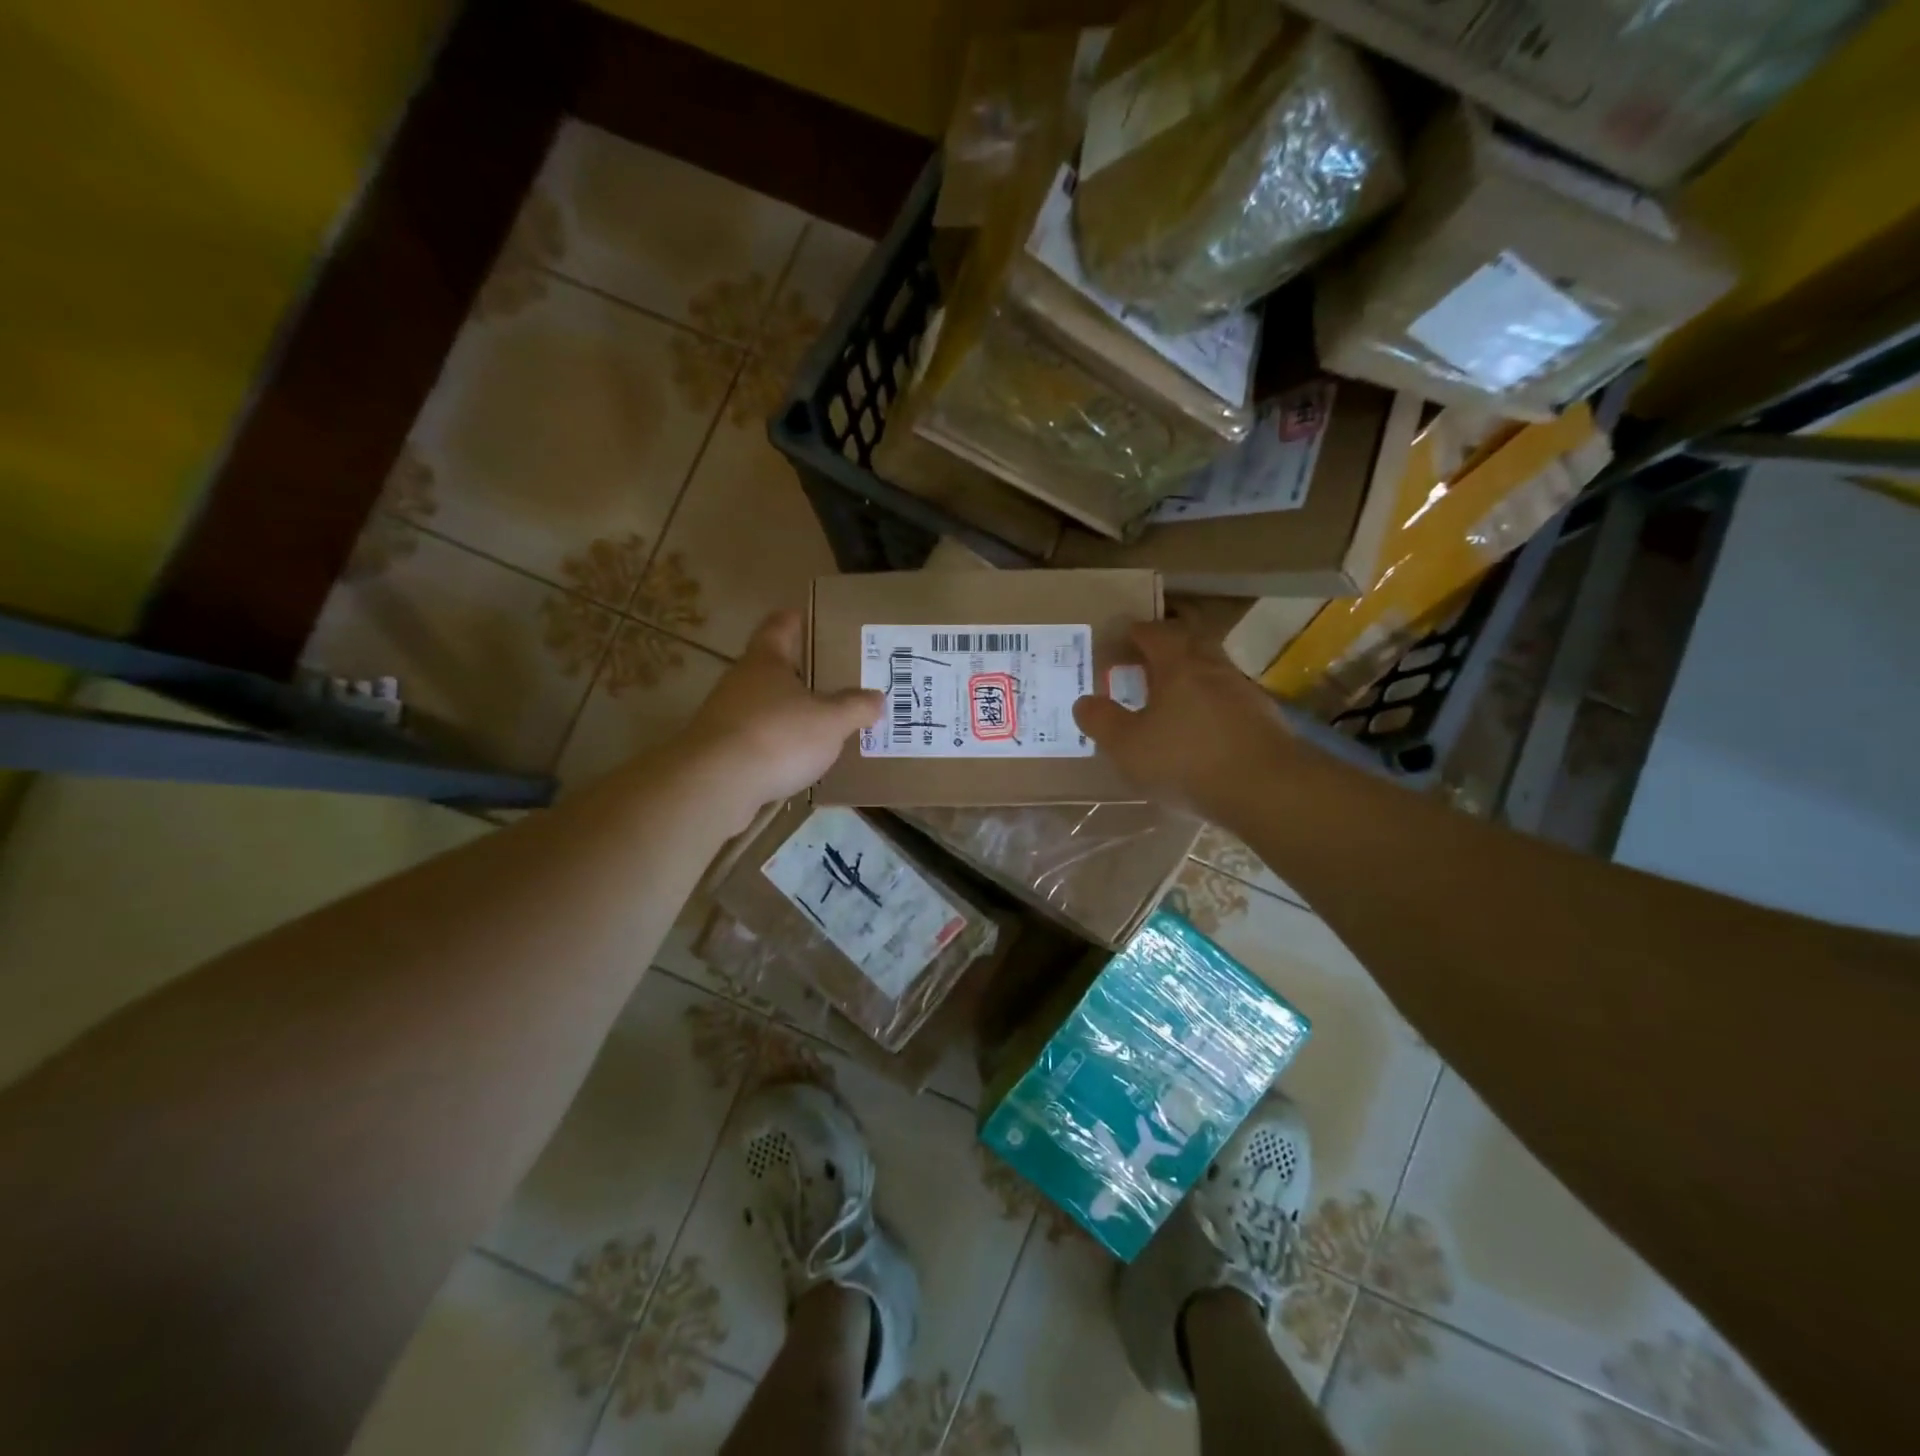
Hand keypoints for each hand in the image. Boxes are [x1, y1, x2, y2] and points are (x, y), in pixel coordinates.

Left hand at [681, 609, 882, 823]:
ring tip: (820, 725)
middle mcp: (740, 680)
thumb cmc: (778, 736)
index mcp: (766, 660)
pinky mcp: (719, 749)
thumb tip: (877, 698)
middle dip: (801, 674)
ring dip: (788, 712)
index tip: (811, 620)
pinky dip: (775, 744)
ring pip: (763, 705)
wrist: (715, 784)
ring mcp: (724, 715)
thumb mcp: (831, 721)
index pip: (780, 626)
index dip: (796, 620)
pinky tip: (795, 760)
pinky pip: (755, 738)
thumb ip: (856, 707)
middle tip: (834, 681)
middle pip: (772, 668)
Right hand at [1072, 621, 1299, 816]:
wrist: (1267, 788)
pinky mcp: (1264, 720)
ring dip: (1191, 676)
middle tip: (1146, 660)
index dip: (1135, 632)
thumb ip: (1101, 721)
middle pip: (1191, 642)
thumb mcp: (1127, 746)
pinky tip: (1202, 729)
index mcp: (1179, 665)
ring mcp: (1244, 693)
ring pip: (1213, 671)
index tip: (1120, 638)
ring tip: (1171, 698)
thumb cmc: (1186, 760)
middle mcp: (1214, 668)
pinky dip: (1211, 704)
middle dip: (1167, 646)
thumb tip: (1084, 702)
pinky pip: (1229, 700)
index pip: (1155, 633)